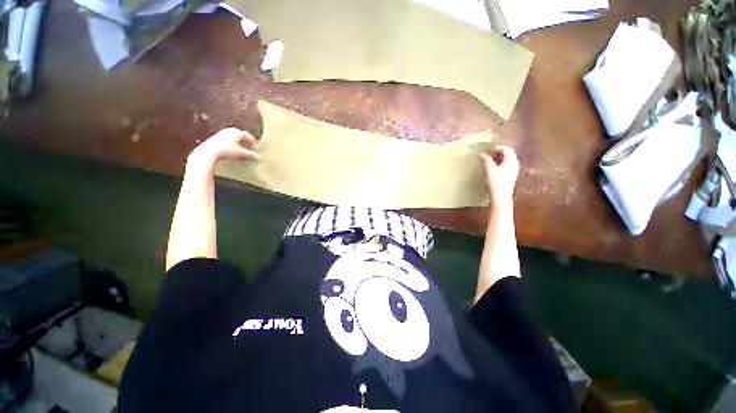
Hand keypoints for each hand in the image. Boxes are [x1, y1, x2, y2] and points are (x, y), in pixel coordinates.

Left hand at [187, 128, 258, 169]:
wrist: (209, 151)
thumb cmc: (226, 150)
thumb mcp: (240, 153)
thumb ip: (250, 154)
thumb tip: (257, 156)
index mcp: (237, 132)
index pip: (248, 135)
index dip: (253, 141)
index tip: (256, 145)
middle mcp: (230, 130)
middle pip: (240, 134)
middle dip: (245, 140)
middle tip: (249, 146)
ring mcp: (222, 133)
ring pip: (234, 136)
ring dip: (239, 141)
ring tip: (241, 147)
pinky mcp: (217, 137)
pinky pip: (228, 138)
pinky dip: (232, 142)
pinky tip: (232, 148)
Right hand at [480, 145, 519, 202]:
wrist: (501, 195)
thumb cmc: (497, 181)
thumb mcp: (490, 169)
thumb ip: (486, 160)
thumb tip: (482, 153)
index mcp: (512, 160)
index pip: (507, 149)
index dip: (497, 148)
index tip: (488, 149)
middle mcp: (515, 164)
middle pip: (507, 154)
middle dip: (497, 152)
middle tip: (487, 154)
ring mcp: (513, 170)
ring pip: (506, 160)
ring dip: (497, 158)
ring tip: (488, 160)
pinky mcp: (510, 175)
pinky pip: (505, 165)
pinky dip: (499, 164)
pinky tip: (492, 167)